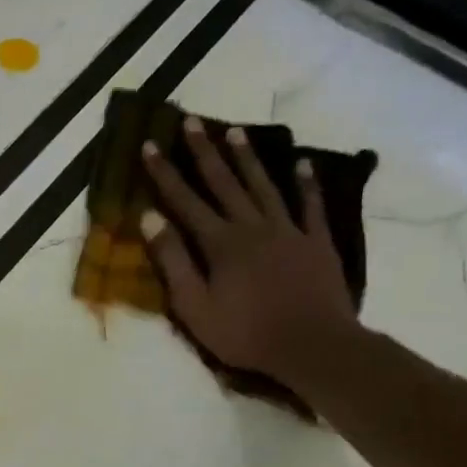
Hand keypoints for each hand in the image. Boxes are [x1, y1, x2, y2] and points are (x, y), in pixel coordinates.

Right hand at [140, 115, 357, 379]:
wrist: (313, 345)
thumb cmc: (245, 333)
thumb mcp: (194, 307)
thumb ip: (173, 262)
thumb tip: (150, 219)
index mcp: (220, 243)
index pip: (185, 201)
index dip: (165, 174)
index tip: (150, 145)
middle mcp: (253, 227)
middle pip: (225, 183)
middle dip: (205, 152)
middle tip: (193, 121)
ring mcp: (289, 231)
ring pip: (264, 186)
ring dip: (248, 159)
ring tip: (235, 132)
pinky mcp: (316, 243)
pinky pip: (311, 206)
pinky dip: (306, 184)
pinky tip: (302, 165)